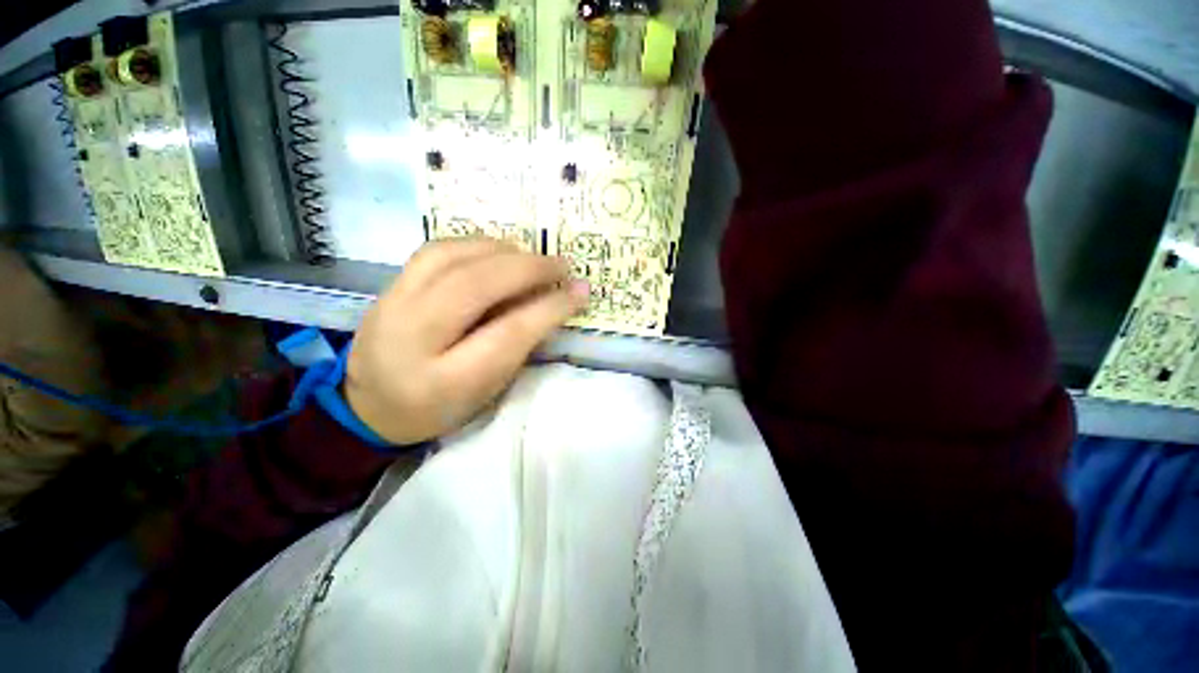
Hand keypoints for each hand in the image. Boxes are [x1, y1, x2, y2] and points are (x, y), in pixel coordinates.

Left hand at [345, 239, 589, 444]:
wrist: (370, 406)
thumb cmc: (439, 408)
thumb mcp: (487, 391)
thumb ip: (518, 347)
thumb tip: (552, 304)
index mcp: (444, 380)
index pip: (508, 333)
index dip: (550, 307)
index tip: (580, 291)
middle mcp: (411, 338)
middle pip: (476, 285)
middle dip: (528, 268)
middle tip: (562, 265)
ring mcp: (392, 304)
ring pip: (452, 257)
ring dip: (502, 250)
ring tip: (532, 257)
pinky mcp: (388, 286)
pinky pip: (435, 250)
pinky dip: (474, 244)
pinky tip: (497, 251)